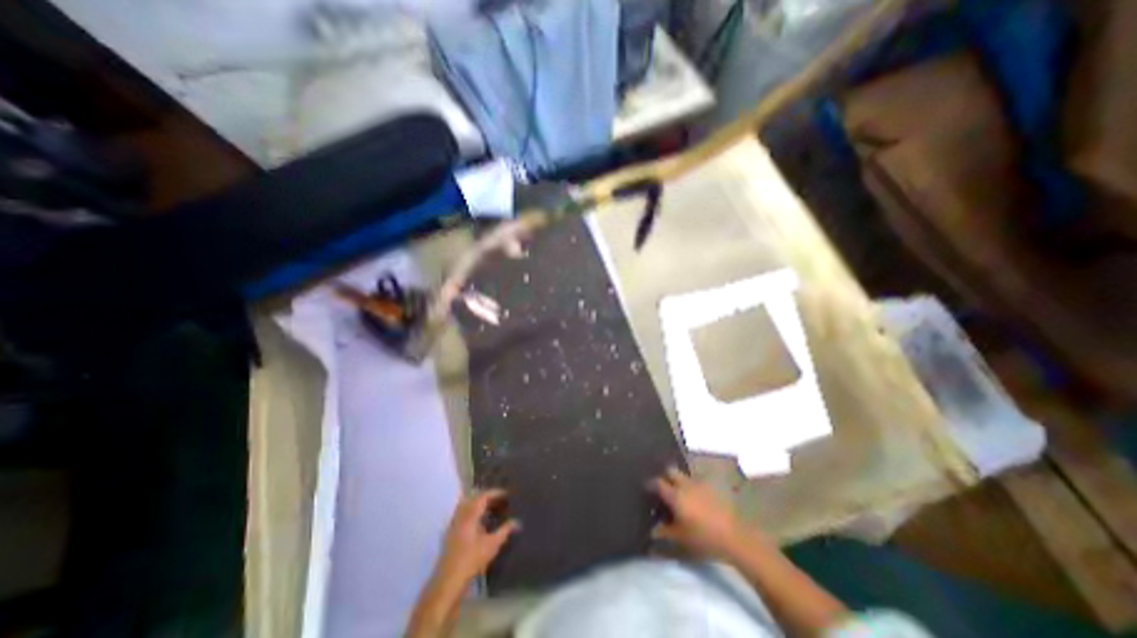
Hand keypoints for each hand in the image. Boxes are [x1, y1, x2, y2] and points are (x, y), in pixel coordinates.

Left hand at [437, 488, 519, 586]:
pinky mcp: (450, 534)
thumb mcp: (492, 545)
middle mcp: (460, 516)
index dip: (495, 493)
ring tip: (491, 509)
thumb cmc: (472, 560)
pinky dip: (472, 513)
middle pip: (473, 498)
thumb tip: (517, 522)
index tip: (506, 494)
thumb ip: (505, 531)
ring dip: (478, 504)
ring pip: (466, 506)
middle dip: (487, 497)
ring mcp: (453, 525)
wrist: (449, 581)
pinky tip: (479, 522)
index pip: (483, 496)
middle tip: (500, 500)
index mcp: (470, 515)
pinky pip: (462, 515)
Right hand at [647, 467, 751, 561]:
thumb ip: (663, 531)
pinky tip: (694, 496)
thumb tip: (651, 529)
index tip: (647, 490)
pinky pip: (697, 480)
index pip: (657, 483)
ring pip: (684, 475)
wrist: (734, 538)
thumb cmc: (703, 538)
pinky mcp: (712, 487)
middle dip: (665, 476)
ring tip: (679, 492)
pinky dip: (692, 485)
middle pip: (670, 471)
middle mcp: (685, 484)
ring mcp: (700, 484)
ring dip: (679, 480)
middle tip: (663, 488)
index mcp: (675, 495)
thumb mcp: (680, 538)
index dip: (650, 485)